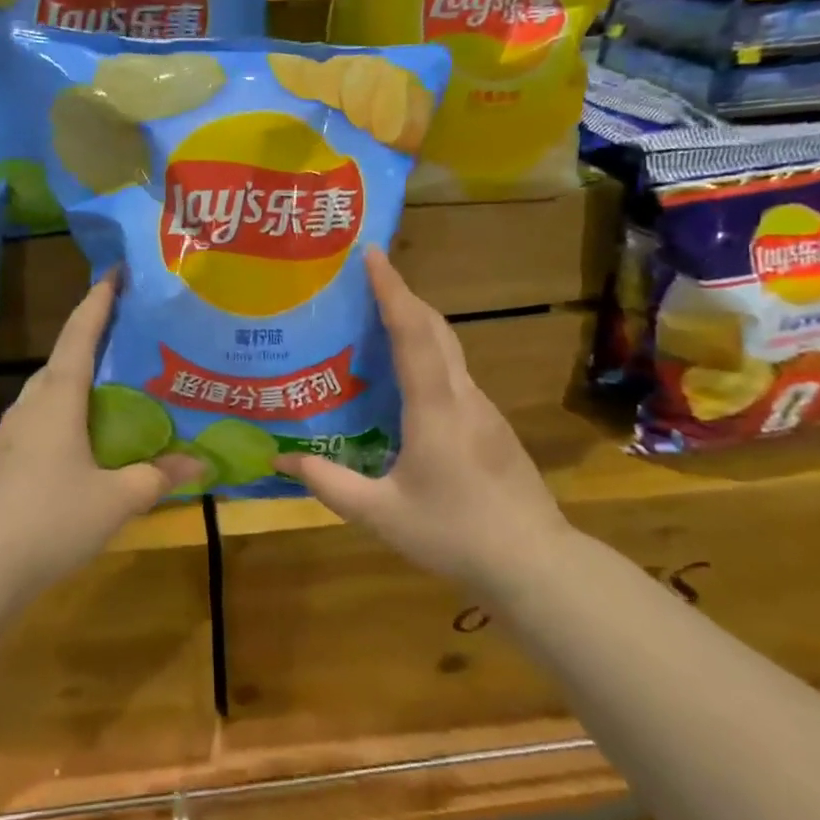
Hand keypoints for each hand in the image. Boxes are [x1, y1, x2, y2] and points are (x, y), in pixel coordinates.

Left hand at [0, 271, 203, 601]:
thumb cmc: (49, 519)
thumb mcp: (115, 500)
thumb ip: (155, 478)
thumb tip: (199, 464)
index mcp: (57, 399)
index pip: (80, 335)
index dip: (98, 301)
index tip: (112, 271)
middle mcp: (29, 407)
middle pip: (60, 361)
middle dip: (87, 340)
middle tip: (121, 334)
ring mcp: (7, 436)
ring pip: (45, 395)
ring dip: (72, 383)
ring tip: (104, 390)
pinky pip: (36, 425)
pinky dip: (61, 419)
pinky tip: (76, 446)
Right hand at [276, 248, 574, 599]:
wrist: (537, 567)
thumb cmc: (456, 535)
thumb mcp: (381, 514)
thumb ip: (329, 483)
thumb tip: (281, 459)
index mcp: (435, 408)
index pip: (413, 333)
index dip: (392, 289)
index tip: (372, 253)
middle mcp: (463, 397)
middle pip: (435, 328)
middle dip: (402, 294)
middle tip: (365, 277)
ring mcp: (483, 410)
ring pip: (448, 350)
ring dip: (415, 324)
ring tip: (375, 321)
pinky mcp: (491, 426)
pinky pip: (453, 374)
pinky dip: (426, 355)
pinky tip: (404, 380)